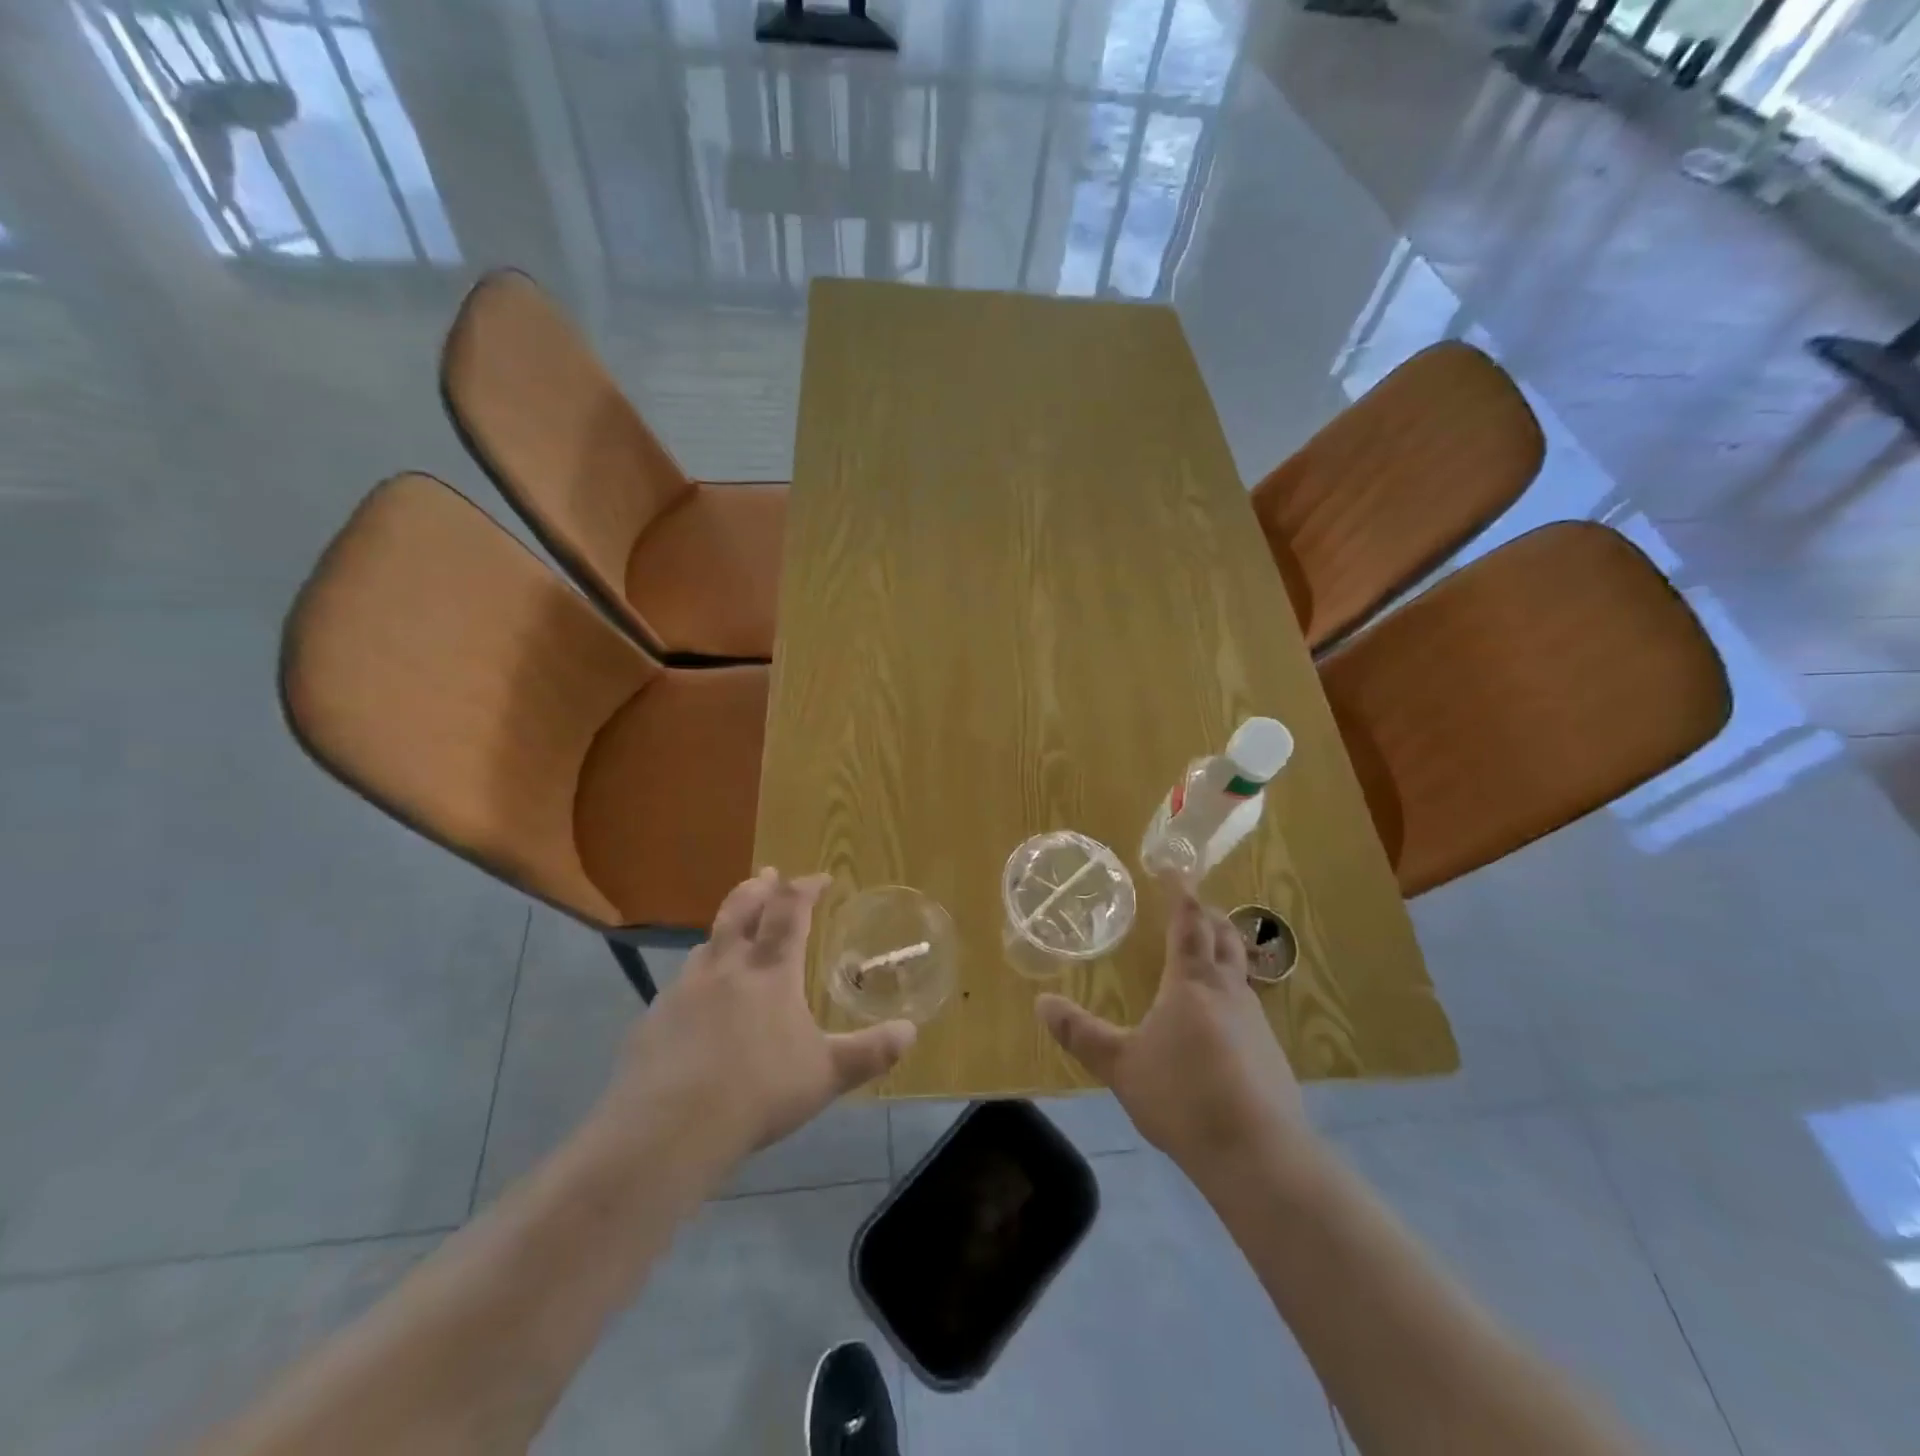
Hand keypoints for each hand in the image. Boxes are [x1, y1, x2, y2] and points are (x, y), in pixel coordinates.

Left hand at [600, 870, 915, 1165]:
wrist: (669, 1129)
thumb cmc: (759, 1092)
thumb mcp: (826, 1075)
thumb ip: (870, 1052)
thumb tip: (910, 1032)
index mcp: (770, 970)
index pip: (790, 910)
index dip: (806, 887)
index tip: (820, 878)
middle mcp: (726, 966)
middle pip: (740, 908)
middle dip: (759, 887)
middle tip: (768, 875)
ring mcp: (683, 989)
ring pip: (707, 942)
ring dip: (726, 929)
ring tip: (733, 934)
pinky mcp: (653, 1018)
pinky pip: (680, 984)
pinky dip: (698, 977)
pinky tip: (698, 1003)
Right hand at [1036, 895, 1311, 1177]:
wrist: (1258, 1154)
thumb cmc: (1182, 1096)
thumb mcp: (1120, 1065)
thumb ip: (1081, 1032)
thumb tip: (1041, 1002)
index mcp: (1191, 981)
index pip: (1188, 921)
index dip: (1181, 891)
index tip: (1174, 867)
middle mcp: (1228, 990)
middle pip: (1223, 936)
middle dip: (1207, 914)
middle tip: (1191, 904)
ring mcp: (1256, 1021)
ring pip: (1240, 969)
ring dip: (1224, 950)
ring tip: (1205, 952)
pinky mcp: (1271, 1053)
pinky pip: (1248, 1004)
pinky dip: (1231, 991)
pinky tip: (1220, 1019)